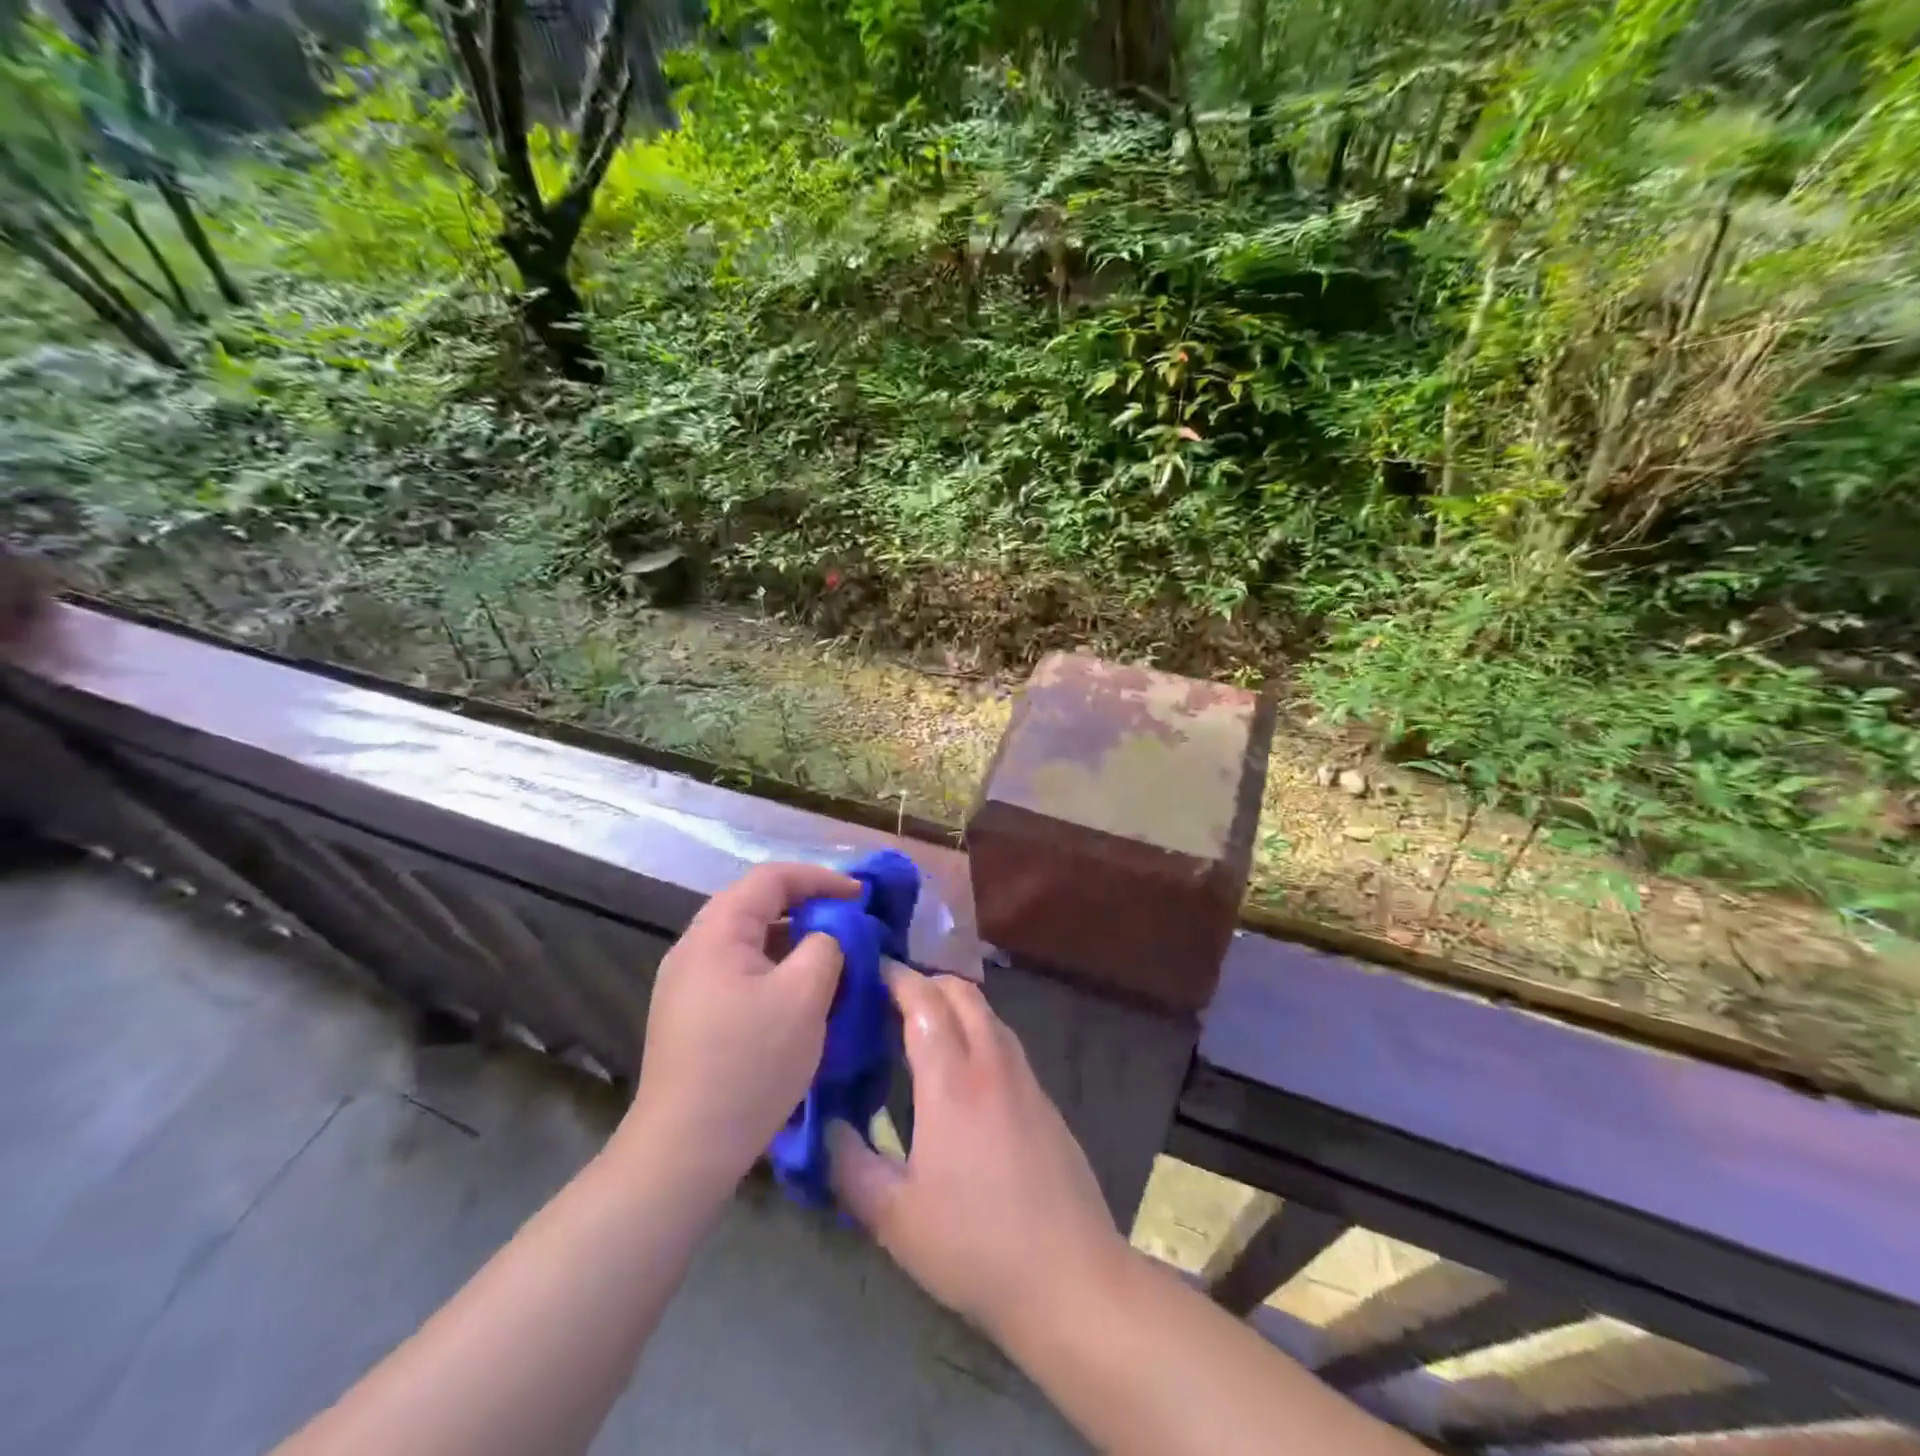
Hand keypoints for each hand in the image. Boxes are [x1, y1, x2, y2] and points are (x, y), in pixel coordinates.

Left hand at [617, 861, 859, 1193]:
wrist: (684, 1151)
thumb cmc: (749, 1064)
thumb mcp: (804, 996)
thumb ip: (826, 946)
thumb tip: (830, 934)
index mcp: (716, 932)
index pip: (772, 878)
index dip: (821, 878)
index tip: (861, 896)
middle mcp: (694, 948)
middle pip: (758, 906)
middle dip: (809, 908)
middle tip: (850, 924)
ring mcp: (688, 984)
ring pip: (751, 942)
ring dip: (794, 942)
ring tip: (833, 959)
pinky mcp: (692, 1015)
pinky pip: (742, 972)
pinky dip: (777, 969)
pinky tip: (801, 996)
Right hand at [828, 964, 1130, 1344]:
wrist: (1069, 1276)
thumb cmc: (973, 1245)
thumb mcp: (894, 1217)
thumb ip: (850, 1165)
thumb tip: (828, 1125)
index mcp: (951, 1081)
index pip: (922, 1001)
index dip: (895, 978)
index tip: (869, 970)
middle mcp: (991, 1063)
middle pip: (961, 992)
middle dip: (925, 980)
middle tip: (891, 995)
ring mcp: (1024, 1078)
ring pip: (988, 1013)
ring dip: (955, 1002)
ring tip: (924, 1023)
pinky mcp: (1044, 1099)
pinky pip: (1005, 1041)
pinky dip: (978, 1030)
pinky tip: (964, 1067)